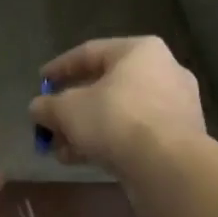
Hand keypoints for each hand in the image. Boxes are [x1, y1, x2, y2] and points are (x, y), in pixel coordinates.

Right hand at [28, 37, 205, 176]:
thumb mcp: (67, 110)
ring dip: (87, 129)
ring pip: (119, 112)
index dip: (60, 68)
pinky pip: (135, 132)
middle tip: (50, 121)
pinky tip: (83, 159)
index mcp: (139, 51)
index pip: (90, 52)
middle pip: (106, 85)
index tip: (41, 82)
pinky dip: (109, 141)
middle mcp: (163, 70)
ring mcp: (176, 104)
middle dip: (73, 107)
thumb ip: (48, 106)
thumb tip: (38, 108)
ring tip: (61, 148)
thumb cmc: (115, 120)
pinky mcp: (179, 136)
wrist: (167, 165)